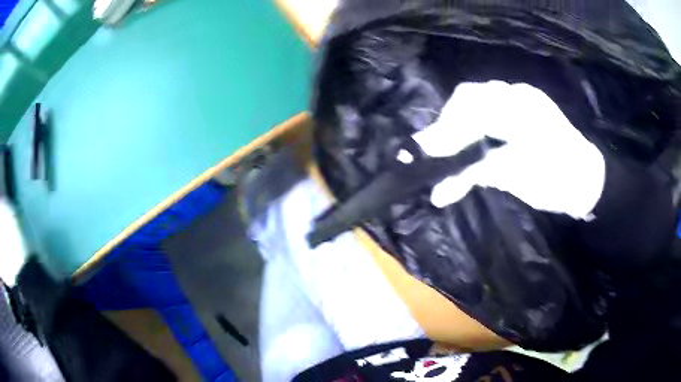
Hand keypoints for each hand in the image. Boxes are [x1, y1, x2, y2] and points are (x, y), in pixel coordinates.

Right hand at [400, 81, 605, 219]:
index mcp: (522, 108)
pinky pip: (490, 107)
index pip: (472, 109)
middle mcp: (518, 95)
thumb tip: (439, 189)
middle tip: (437, 152)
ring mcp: (522, 99)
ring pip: (478, 100)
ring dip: (460, 123)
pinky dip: (474, 123)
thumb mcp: (519, 180)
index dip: (446, 130)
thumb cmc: (560, 182)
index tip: (426, 153)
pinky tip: (470, 141)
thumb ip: (478, 173)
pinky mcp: (523, 108)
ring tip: (450, 149)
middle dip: (449, 124)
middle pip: (470, 98)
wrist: (588, 180)